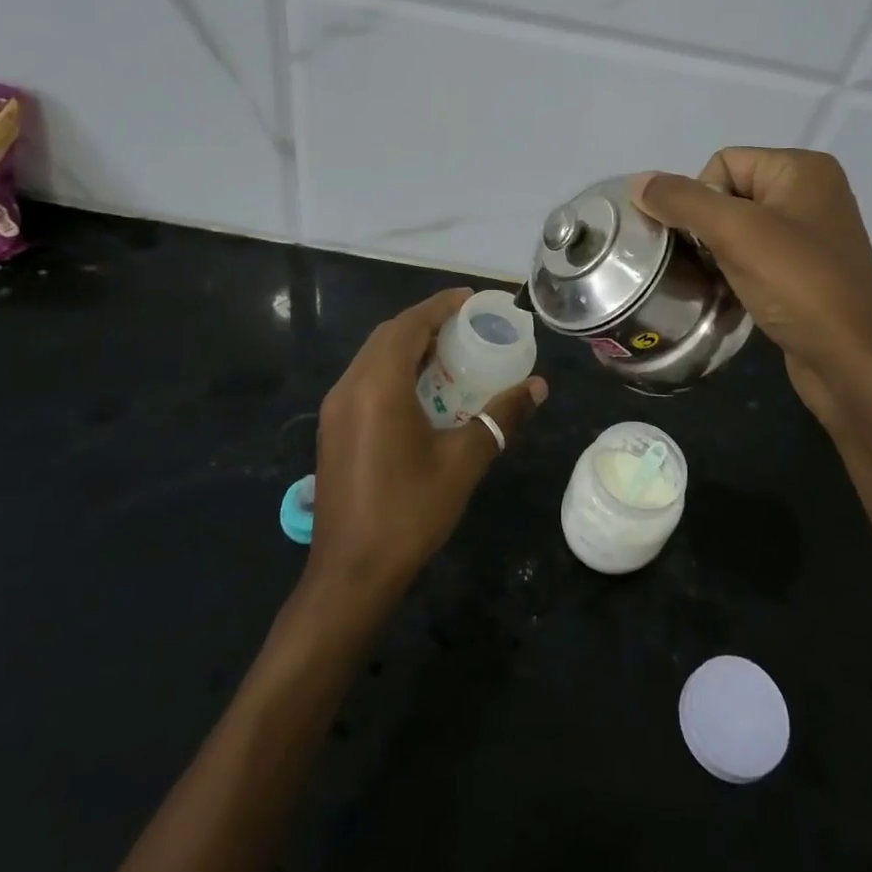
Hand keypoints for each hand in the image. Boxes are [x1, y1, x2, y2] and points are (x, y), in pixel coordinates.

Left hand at [307, 289, 546, 604]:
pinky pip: (365, 380)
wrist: (351, 573)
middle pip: (388, 336)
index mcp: (377, 385)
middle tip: (465, 324)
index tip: (470, 298)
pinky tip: (422, 389)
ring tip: (449, 351)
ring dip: (408, 346)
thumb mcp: (464, 460)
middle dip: (425, 322)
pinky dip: (394, 369)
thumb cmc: (410, 511)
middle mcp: (349, 387)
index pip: (409, 325)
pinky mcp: (334, 430)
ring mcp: (336, 409)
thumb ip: (501, 417)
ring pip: (373, 358)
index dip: (439, 305)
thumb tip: (538, 387)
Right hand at [636, 149, 871, 428]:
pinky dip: (735, 275)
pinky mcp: (805, 272)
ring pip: (737, 231)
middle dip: (707, 230)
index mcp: (802, 168)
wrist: (853, 361)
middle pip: (728, 195)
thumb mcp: (736, 232)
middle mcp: (810, 193)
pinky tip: (731, 298)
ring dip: (717, 256)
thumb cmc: (798, 285)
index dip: (703, 200)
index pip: (723, 162)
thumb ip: (683, 201)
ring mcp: (810, 235)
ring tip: (716, 284)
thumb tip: (637, 182)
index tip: (711, 241)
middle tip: (708, 264)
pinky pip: (754, 259)